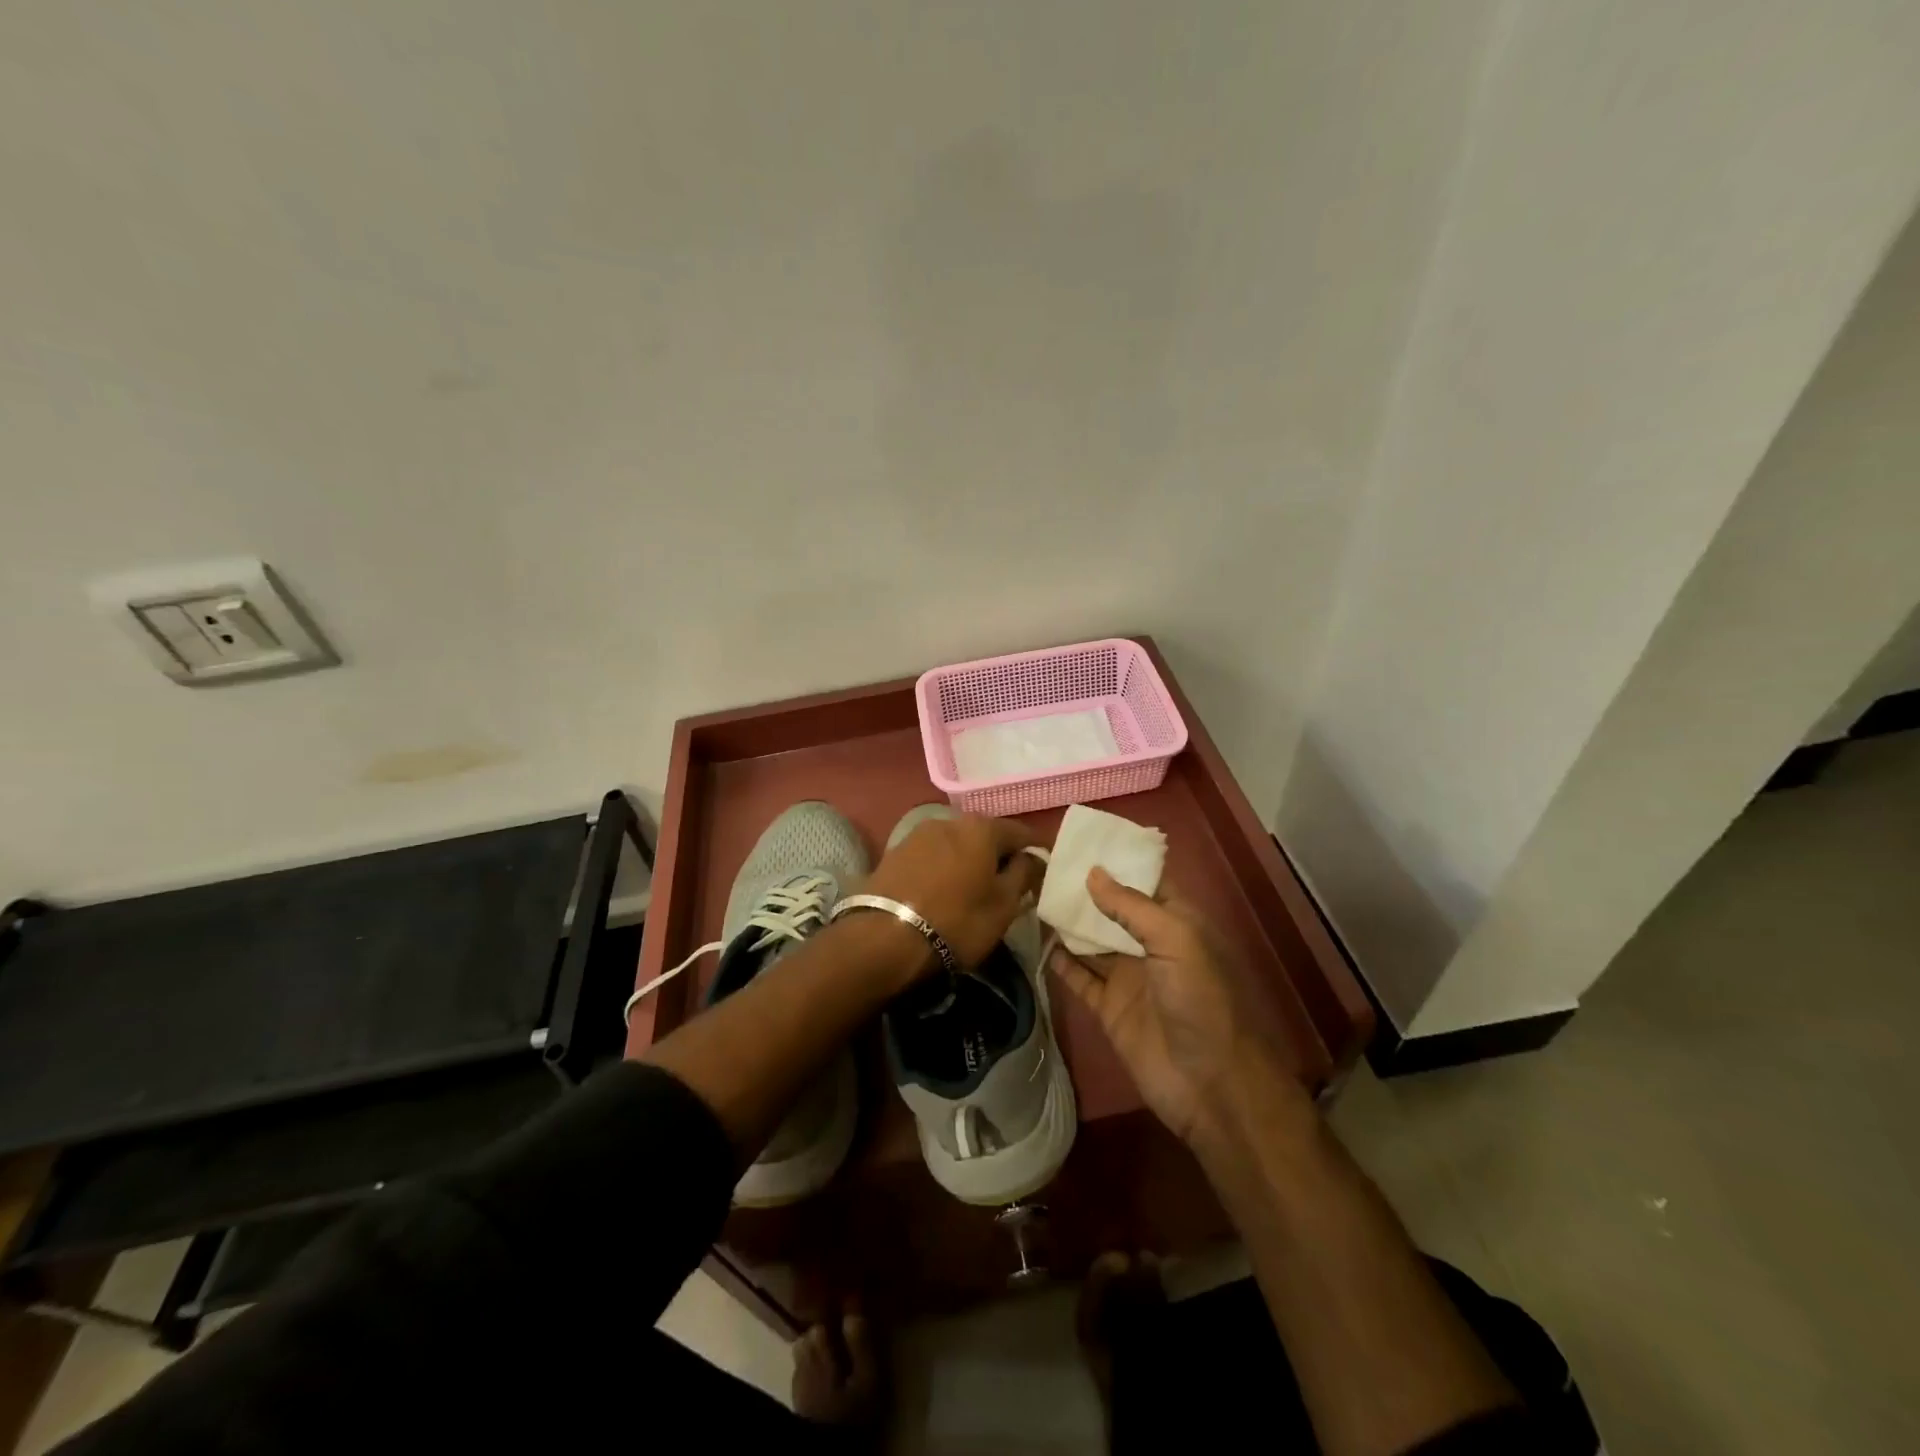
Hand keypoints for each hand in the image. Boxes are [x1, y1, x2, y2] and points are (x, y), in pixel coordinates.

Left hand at [863, 814, 1043, 973]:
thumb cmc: (957, 921)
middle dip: (998, 854)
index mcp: (982, 827)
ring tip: (973, 888)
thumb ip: (1024, 874)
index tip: (1043, 870)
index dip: (1035, 851)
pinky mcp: (894, 852)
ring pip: (956, 843)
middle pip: (985, 834)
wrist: (884, 937)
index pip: (1020, 832)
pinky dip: (943, 867)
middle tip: (1007, 882)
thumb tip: (1033, 858)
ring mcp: (918, 834)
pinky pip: (932, 855)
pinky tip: (943, 889)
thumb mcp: (1003, 905)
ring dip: (968, 860)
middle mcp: (950, 820)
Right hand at [1050, 869, 1286, 1145]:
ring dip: (1067, 921)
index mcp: (1176, 922)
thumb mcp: (1176, 940)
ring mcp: (1129, 977)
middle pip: (1112, 909)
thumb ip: (1132, 906)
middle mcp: (1150, 944)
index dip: (1116, 861)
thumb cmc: (1201, 999)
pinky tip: (1036, 939)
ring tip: (1031, 893)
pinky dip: (1060, 960)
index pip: (1144, 881)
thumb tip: (1092, 872)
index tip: (1079, 841)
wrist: (1211, 1084)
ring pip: (1092, 940)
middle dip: (1083, 888)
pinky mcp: (1109, 1008)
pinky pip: (1079, 977)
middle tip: (1043, 864)